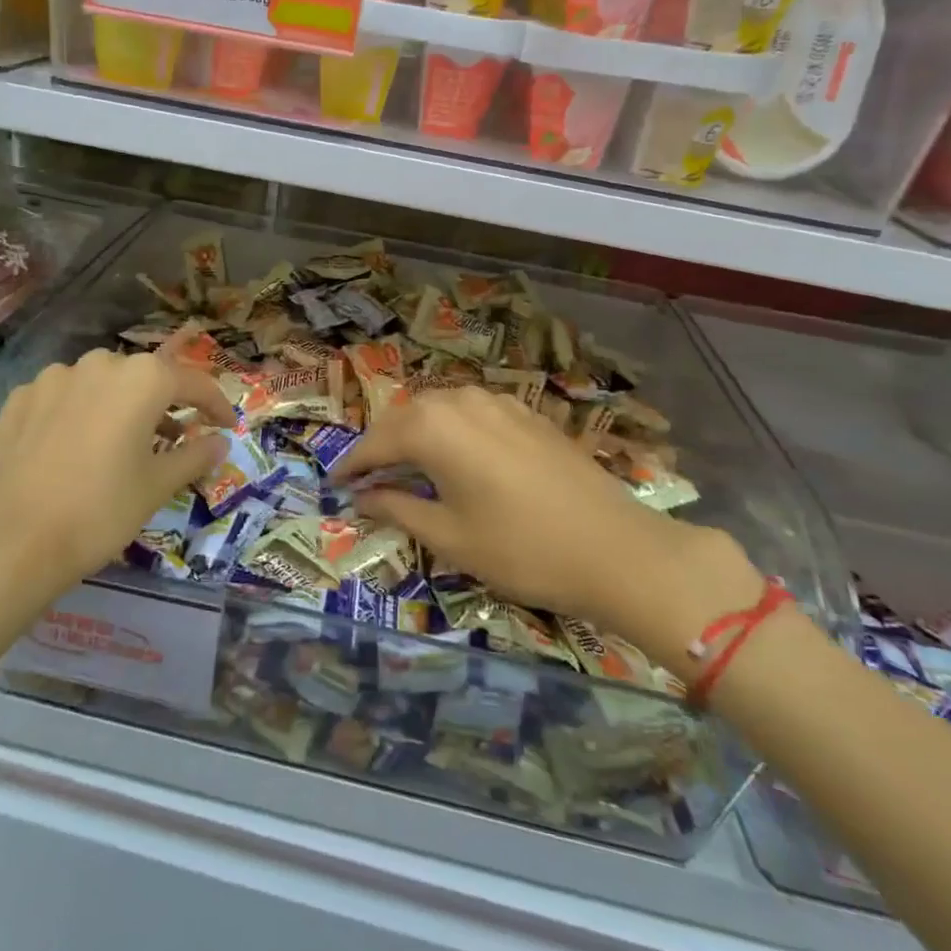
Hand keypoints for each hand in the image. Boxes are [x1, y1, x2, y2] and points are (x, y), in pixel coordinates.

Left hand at [0, 349, 234, 610]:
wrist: (8, 540)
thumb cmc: (99, 511)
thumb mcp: (157, 486)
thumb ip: (194, 456)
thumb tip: (220, 443)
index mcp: (142, 378)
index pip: (193, 382)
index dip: (216, 404)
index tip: (227, 425)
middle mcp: (100, 363)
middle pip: (146, 377)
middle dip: (166, 403)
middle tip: (176, 437)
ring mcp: (54, 377)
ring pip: (102, 383)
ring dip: (121, 404)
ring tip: (124, 441)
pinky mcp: (20, 397)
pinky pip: (65, 396)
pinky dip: (82, 412)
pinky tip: (76, 445)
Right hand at [332, 388, 764, 677]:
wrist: (617, 548)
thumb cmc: (521, 549)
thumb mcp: (449, 537)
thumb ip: (397, 509)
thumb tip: (363, 496)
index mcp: (433, 428)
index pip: (375, 443)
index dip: (351, 465)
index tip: (333, 485)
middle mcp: (459, 401)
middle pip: (404, 418)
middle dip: (381, 446)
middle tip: (366, 478)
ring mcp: (497, 402)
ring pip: (438, 409)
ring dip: (415, 433)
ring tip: (406, 466)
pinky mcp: (525, 413)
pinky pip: (470, 412)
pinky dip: (449, 430)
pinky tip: (455, 455)